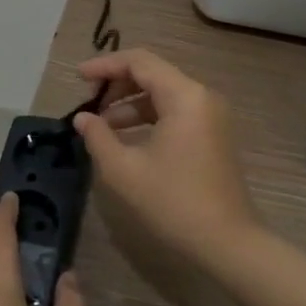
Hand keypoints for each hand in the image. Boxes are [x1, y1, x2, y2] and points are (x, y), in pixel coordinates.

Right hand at [71, 48, 259, 267]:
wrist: (227, 243)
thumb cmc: (173, 202)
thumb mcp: (124, 170)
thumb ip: (98, 137)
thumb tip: (83, 118)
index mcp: (184, 95)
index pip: (139, 61)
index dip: (105, 65)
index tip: (78, 77)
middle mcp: (201, 96)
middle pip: (153, 73)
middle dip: (117, 85)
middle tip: (89, 105)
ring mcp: (211, 115)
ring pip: (163, 93)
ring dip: (131, 104)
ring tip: (102, 126)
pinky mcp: (213, 134)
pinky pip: (176, 111)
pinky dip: (149, 117)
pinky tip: (126, 139)